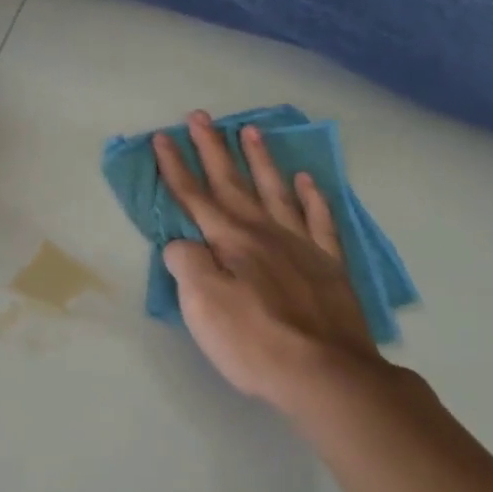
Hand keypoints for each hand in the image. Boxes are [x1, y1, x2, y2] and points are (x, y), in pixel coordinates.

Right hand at [154, 110, 385, 411]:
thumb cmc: (255, 342)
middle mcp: (264, 232)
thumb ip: (187, 264)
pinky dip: (313, 197)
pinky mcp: (330, 265)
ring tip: (250, 129)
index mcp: (230, 241)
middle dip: (212, 149)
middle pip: (232, 183)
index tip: (162, 137)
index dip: (175, 167)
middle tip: (200, 116)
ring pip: (276, 190)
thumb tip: (182, 244)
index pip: (195, 196)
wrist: (328, 375)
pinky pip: (320, 221)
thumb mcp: (203, 305)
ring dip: (260, 160)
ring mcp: (301, 245)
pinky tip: (307, 180)